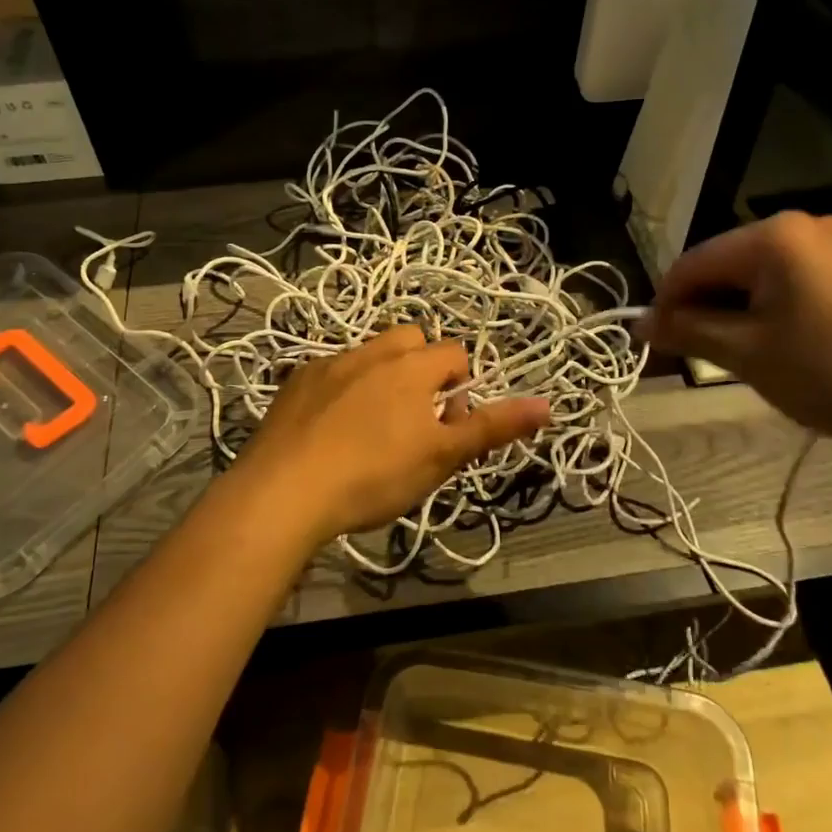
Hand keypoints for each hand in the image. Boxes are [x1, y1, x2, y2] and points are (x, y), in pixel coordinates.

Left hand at [225, 325, 551, 545]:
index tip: (446, 428)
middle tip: (413, 422)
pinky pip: (331, 372)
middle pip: (411, 340)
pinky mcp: (295, 382)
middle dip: (422, 370)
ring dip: (382, 377)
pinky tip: (330, 430)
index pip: (454, 354)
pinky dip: (342, 389)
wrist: (284, 491)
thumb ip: (492, 427)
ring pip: (369, 354)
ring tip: (371, 427)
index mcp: (410, 366)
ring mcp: (328, 364)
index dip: (461, 388)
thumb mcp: (441, 457)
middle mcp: (370, 352)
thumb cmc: (373, 475)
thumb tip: (547, 405)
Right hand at [638, 212, 831, 456]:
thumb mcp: (749, 355)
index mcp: (773, 236)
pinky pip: (800, 281)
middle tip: (696, 357)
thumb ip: (688, 332)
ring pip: (764, 275)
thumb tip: (640, 323)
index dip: (664, 304)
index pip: (691, 263)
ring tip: (743, 358)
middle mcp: (807, 225)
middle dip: (704, 309)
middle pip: (728, 265)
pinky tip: (788, 348)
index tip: (652, 346)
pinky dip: (777, 311)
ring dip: (739, 312)